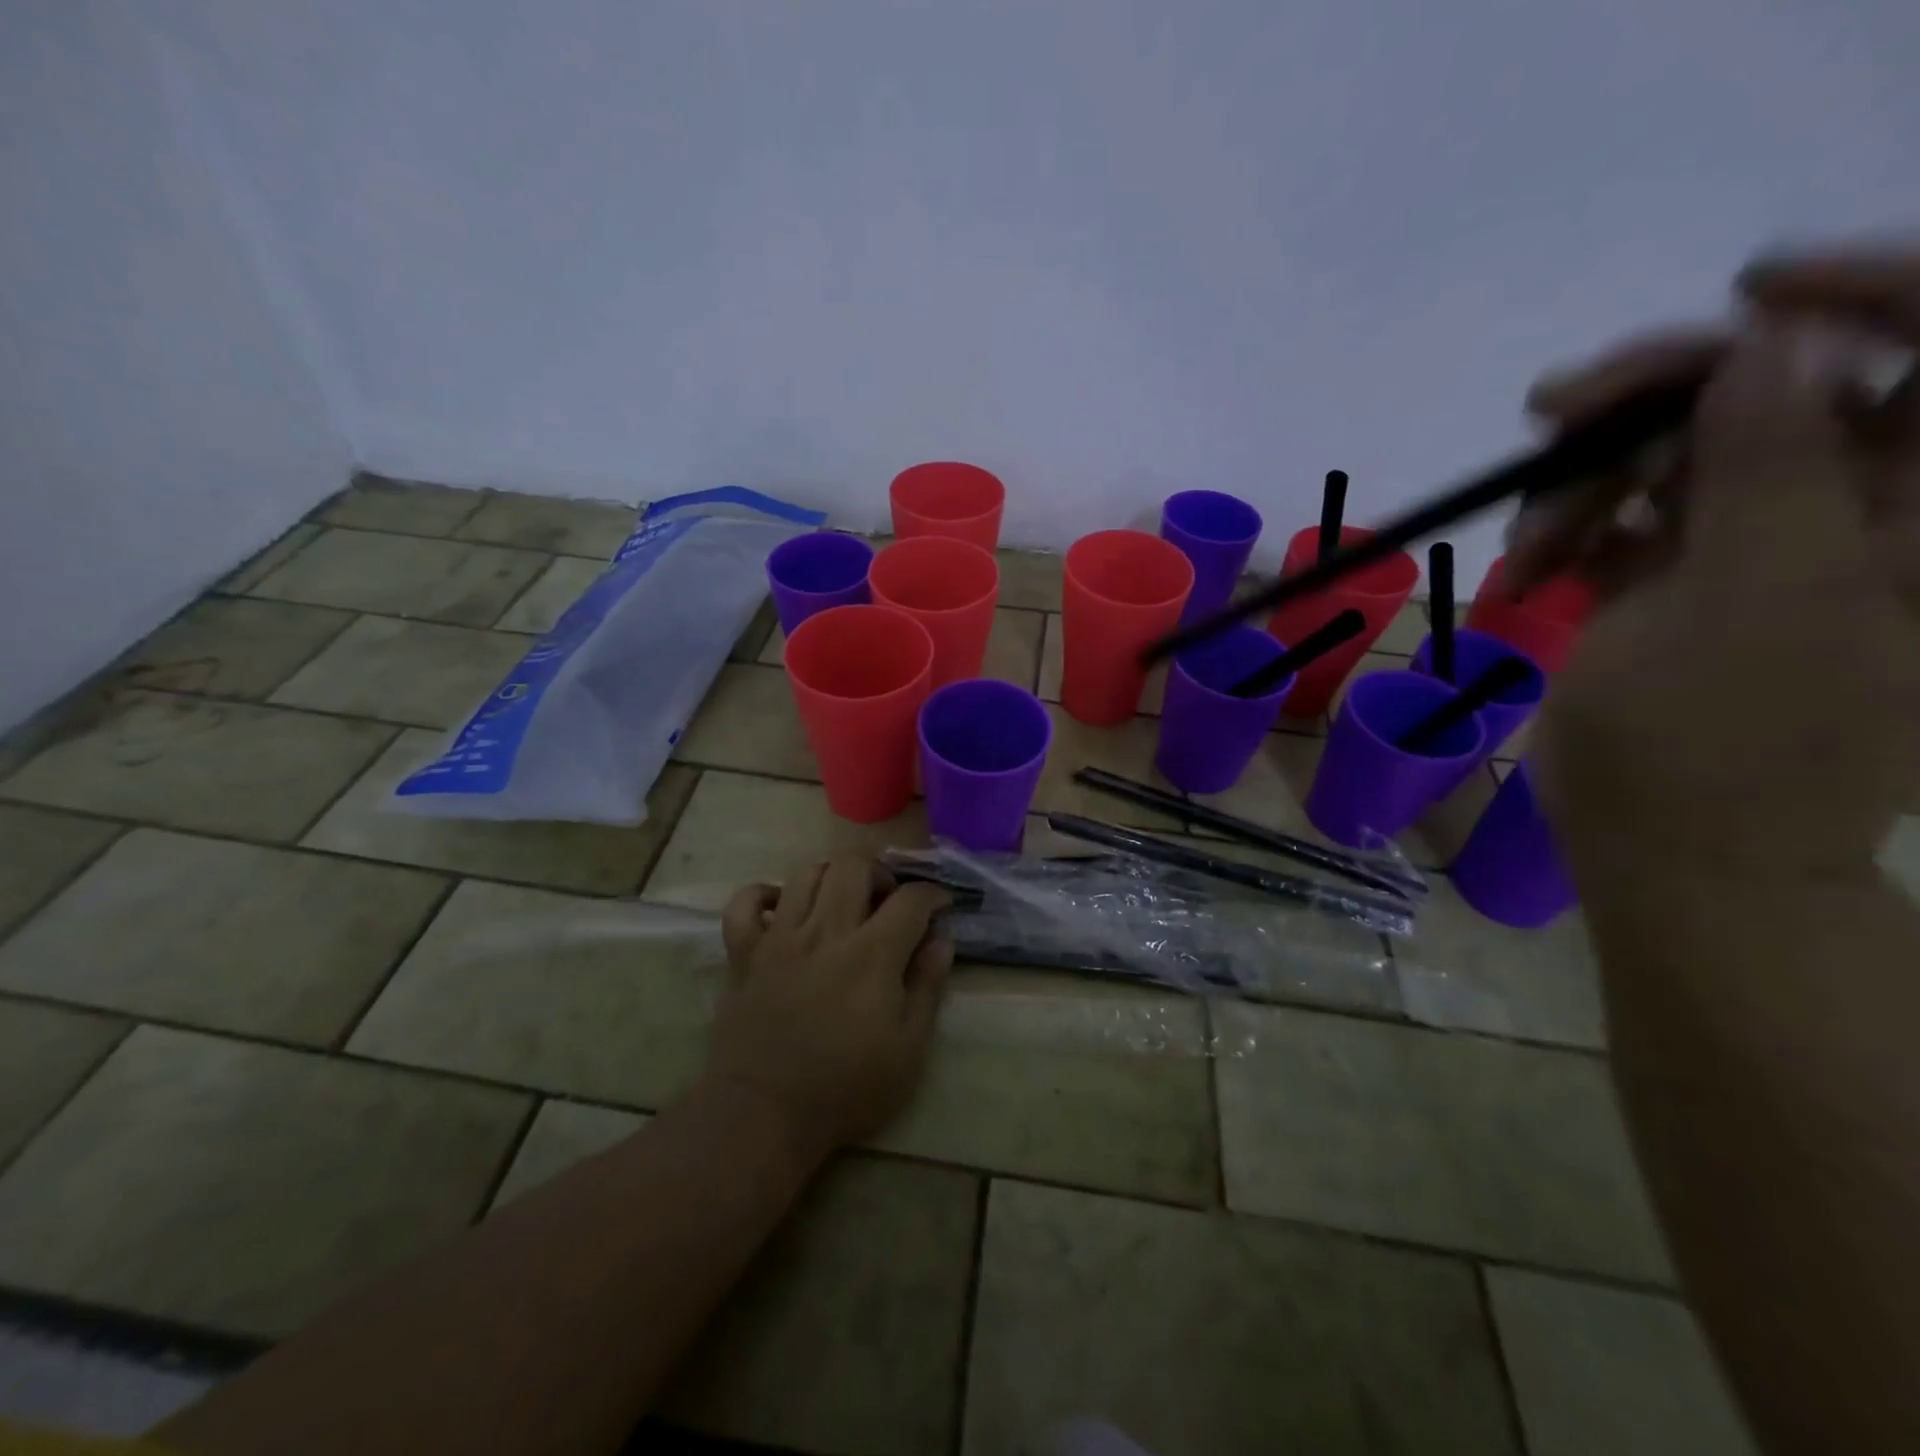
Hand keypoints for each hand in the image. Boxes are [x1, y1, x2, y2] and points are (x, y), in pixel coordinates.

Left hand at [705, 857, 952, 1157]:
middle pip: (853, 866)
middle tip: (887, 900)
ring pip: (805, 873)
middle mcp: (826, 932)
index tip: (939, 906)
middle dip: (880, 872)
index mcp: (872, 954)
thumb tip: (941, 937)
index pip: (911, 899)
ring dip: (831, 877)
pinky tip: (781, 907)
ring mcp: (779, 938)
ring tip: (842, 901)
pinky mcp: (745, 954)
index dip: (933, 894)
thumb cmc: (846, 1088)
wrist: (763, 1114)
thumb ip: (927, 985)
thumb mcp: (908, 1049)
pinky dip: (762, 894)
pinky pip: (744, 903)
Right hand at [1511, 247, 1919, 875]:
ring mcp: (1760, 545)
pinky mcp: (1678, 580)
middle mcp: (1860, 510)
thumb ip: (1773, 464)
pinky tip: (1528, 570)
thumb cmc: (1723, 744)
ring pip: (1677, 453)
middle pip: (1776, 390)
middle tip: (1549, 415)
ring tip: (1526, 544)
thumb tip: (1769, 341)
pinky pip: (1625, 514)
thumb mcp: (1754, 600)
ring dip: (1586, 481)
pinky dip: (1568, 529)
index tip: (1740, 292)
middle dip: (1659, 395)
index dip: (1861, 294)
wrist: (1667, 849)